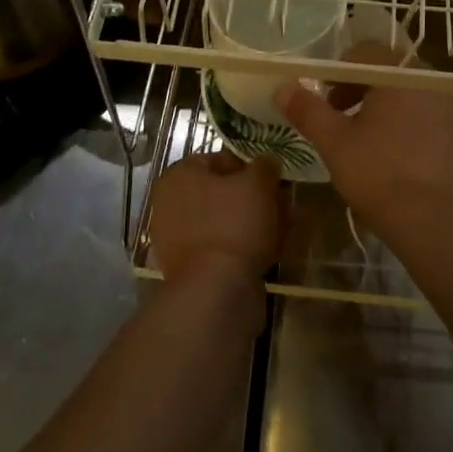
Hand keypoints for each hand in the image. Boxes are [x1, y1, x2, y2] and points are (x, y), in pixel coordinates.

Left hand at [148, 149, 283, 287]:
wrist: (216, 292)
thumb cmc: (233, 224)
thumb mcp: (258, 183)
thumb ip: (264, 165)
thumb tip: (267, 162)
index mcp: (178, 175)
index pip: (221, 159)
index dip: (251, 167)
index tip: (273, 180)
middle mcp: (170, 204)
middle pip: (223, 192)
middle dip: (254, 197)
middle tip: (282, 205)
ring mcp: (177, 239)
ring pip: (224, 221)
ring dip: (252, 222)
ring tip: (282, 229)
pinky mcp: (190, 269)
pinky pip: (222, 247)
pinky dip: (244, 246)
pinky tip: (269, 252)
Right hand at [273, 43, 452, 245]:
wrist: (439, 224)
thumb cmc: (381, 174)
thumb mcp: (334, 142)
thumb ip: (307, 110)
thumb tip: (282, 86)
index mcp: (399, 73)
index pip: (366, 52)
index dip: (340, 72)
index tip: (326, 98)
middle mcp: (430, 81)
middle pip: (389, 71)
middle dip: (361, 90)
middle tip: (341, 118)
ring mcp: (451, 108)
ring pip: (409, 95)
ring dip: (384, 108)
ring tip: (366, 141)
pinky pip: (427, 117)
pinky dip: (408, 126)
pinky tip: (395, 158)